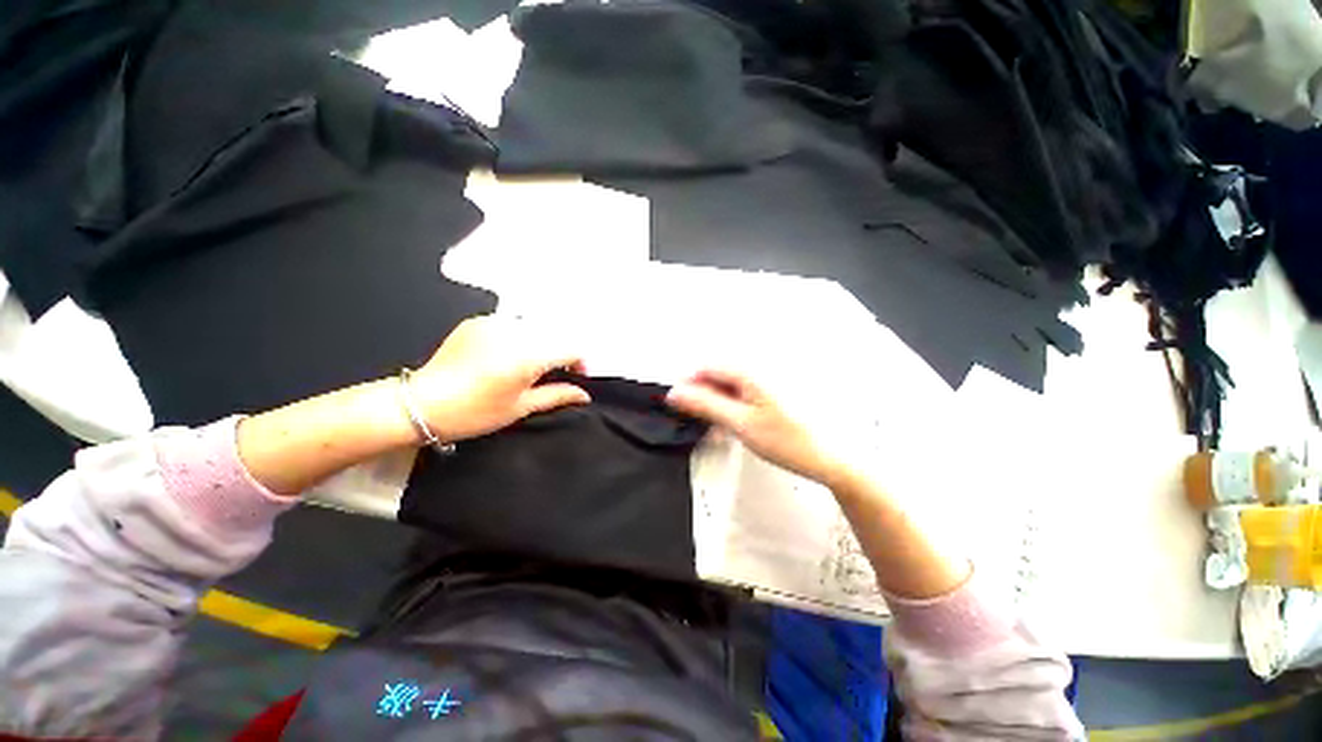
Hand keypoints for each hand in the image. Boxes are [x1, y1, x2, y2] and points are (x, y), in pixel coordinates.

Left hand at [407, 315, 589, 442]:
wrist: (420, 404)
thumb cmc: (474, 413)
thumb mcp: (520, 407)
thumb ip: (557, 395)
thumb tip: (584, 395)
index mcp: (526, 357)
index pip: (570, 348)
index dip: (579, 362)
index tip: (575, 377)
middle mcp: (513, 332)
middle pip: (554, 336)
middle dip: (560, 353)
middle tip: (552, 374)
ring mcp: (494, 323)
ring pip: (534, 329)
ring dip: (541, 344)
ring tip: (527, 366)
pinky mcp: (478, 321)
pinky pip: (512, 325)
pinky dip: (519, 338)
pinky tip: (505, 356)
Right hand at [666, 368, 850, 486]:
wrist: (830, 456)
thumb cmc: (788, 440)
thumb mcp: (740, 423)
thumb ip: (706, 405)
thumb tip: (676, 393)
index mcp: (749, 371)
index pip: (705, 368)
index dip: (688, 385)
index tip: (678, 406)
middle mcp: (757, 370)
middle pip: (717, 376)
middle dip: (702, 397)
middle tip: (698, 422)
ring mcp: (765, 382)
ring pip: (728, 388)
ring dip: (716, 405)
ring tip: (716, 429)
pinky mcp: (771, 394)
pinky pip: (742, 395)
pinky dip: (732, 409)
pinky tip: (733, 427)